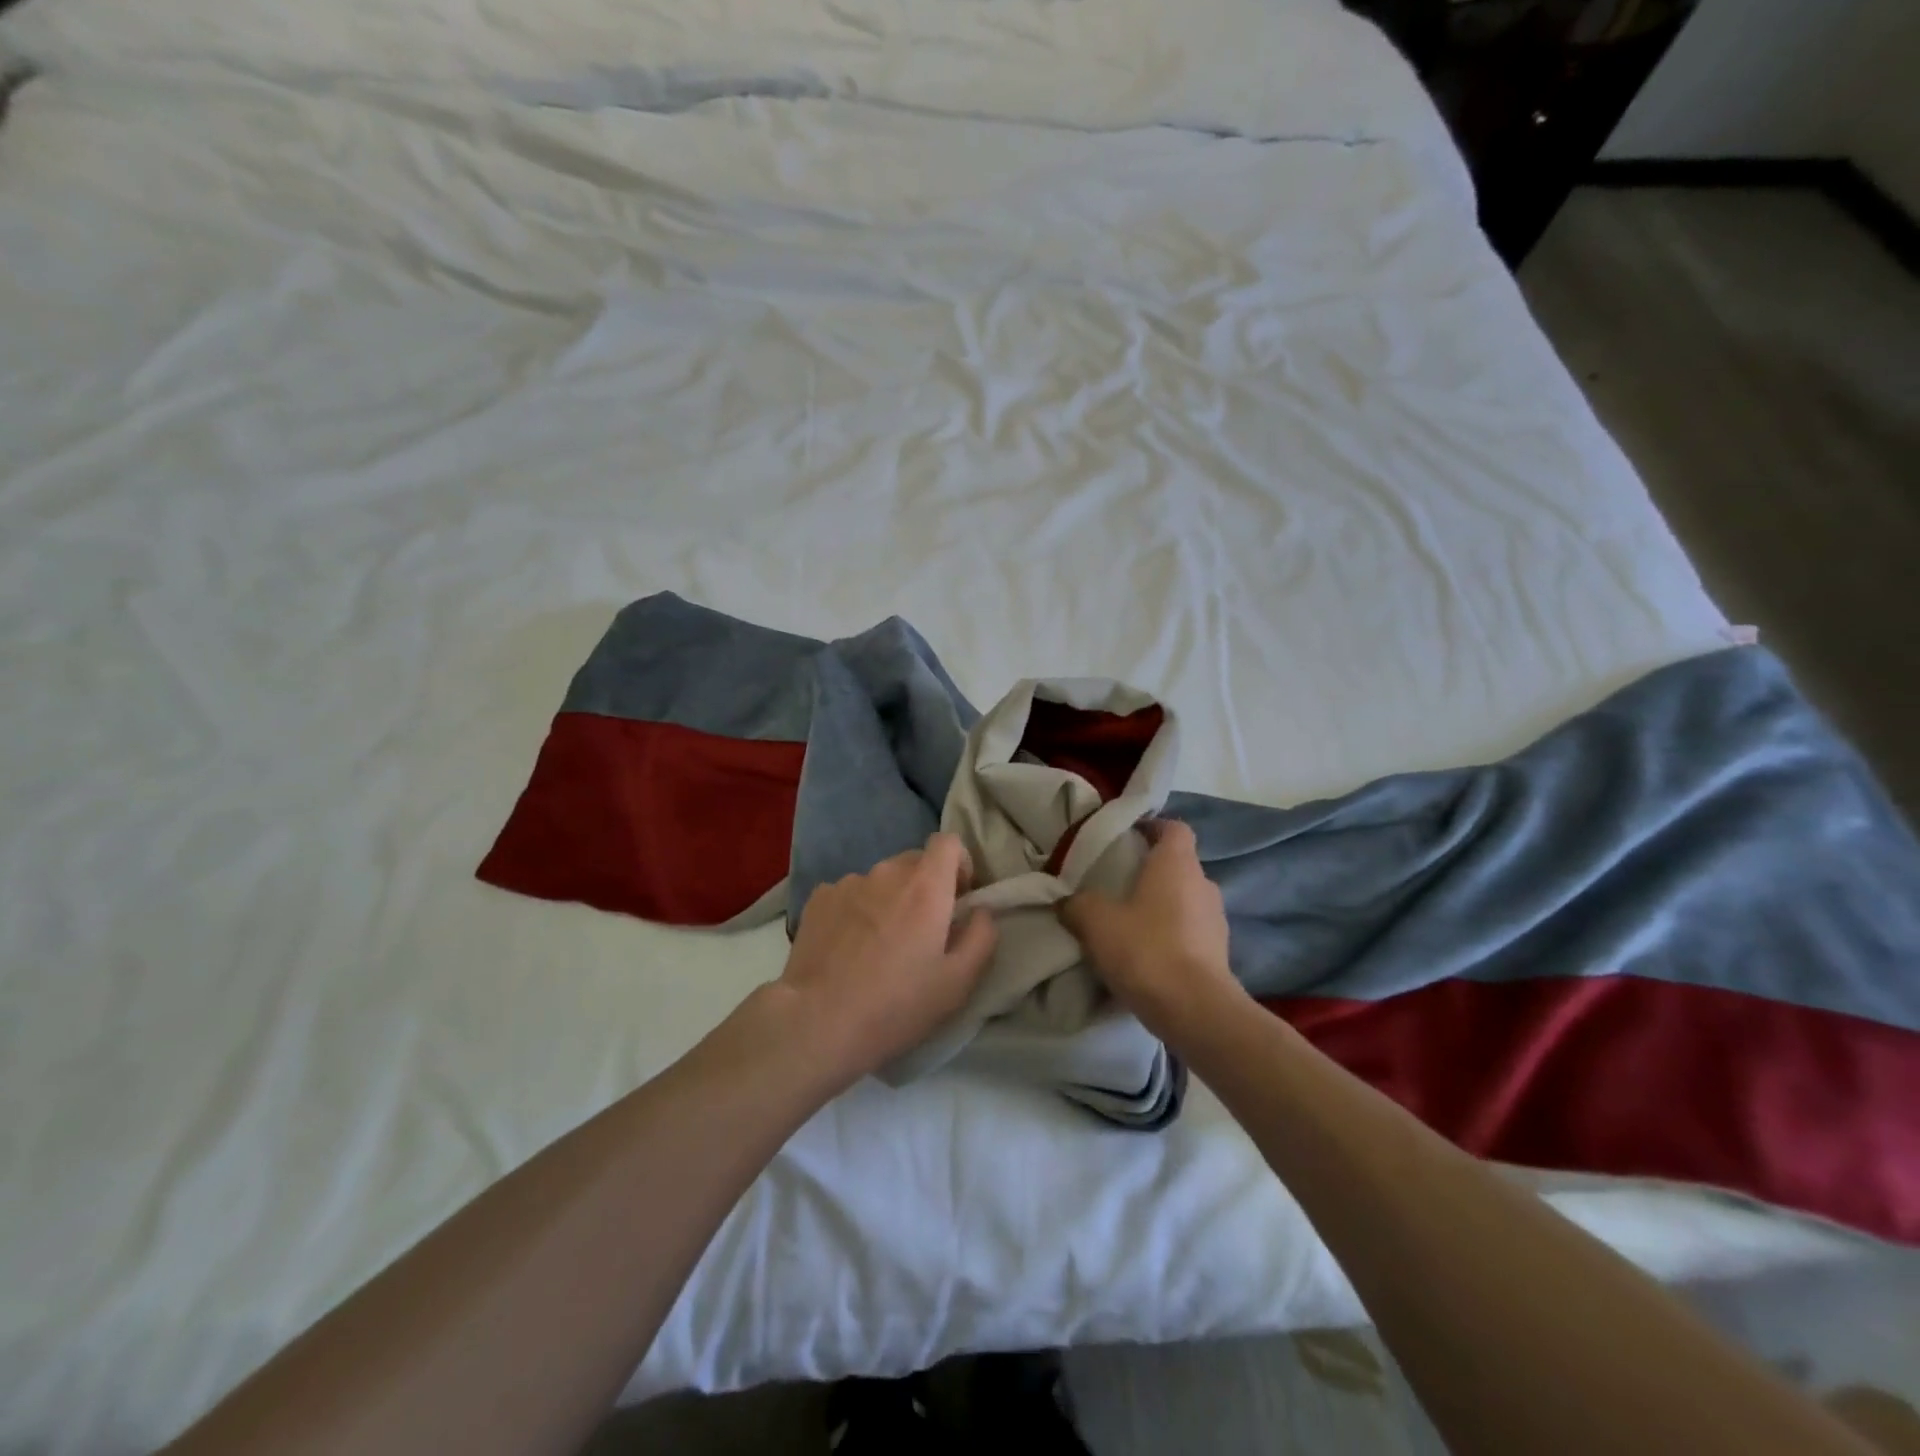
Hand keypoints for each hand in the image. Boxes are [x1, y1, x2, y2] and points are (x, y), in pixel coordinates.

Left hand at [773, 833, 998, 1087]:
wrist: (816, 1022)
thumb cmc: (896, 1005)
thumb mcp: (958, 983)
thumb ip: (982, 936)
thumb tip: (980, 910)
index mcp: (926, 886)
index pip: (949, 842)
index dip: (959, 865)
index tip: (957, 899)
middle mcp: (887, 872)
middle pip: (915, 861)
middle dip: (925, 887)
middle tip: (921, 932)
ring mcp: (848, 882)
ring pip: (881, 880)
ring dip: (889, 899)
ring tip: (879, 945)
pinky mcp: (818, 899)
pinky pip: (849, 893)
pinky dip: (856, 910)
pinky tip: (848, 947)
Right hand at [1058, 819, 1243, 1040]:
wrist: (1196, 1011)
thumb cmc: (1146, 950)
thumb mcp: (1095, 922)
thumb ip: (1077, 904)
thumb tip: (1066, 901)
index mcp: (1177, 864)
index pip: (1174, 828)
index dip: (1151, 827)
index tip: (1126, 837)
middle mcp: (1203, 884)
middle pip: (1178, 865)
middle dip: (1149, 872)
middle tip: (1116, 885)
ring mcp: (1216, 921)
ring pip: (1184, 900)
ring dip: (1160, 907)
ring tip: (1128, 925)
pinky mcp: (1219, 954)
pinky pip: (1190, 933)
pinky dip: (1170, 936)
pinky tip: (1145, 956)